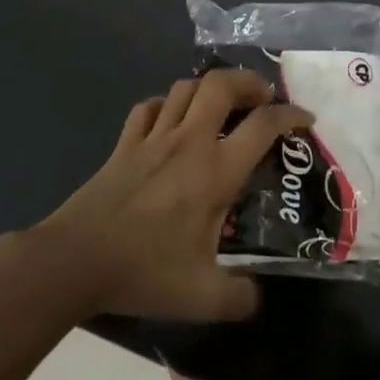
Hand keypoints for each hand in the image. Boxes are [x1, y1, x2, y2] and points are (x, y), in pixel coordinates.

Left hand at [26, 69, 311, 322]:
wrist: (74, 260)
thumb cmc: (143, 271)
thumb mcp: (202, 296)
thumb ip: (240, 297)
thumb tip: (258, 298)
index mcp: (215, 171)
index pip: (263, 125)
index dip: (291, 115)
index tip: (305, 120)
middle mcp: (188, 143)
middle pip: (221, 85)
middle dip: (249, 82)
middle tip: (263, 98)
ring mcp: (152, 139)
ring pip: (184, 88)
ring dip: (209, 88)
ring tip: (224, 105)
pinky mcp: (124, 145)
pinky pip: (149, 108)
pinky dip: (167, 105)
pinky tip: (173, 121)